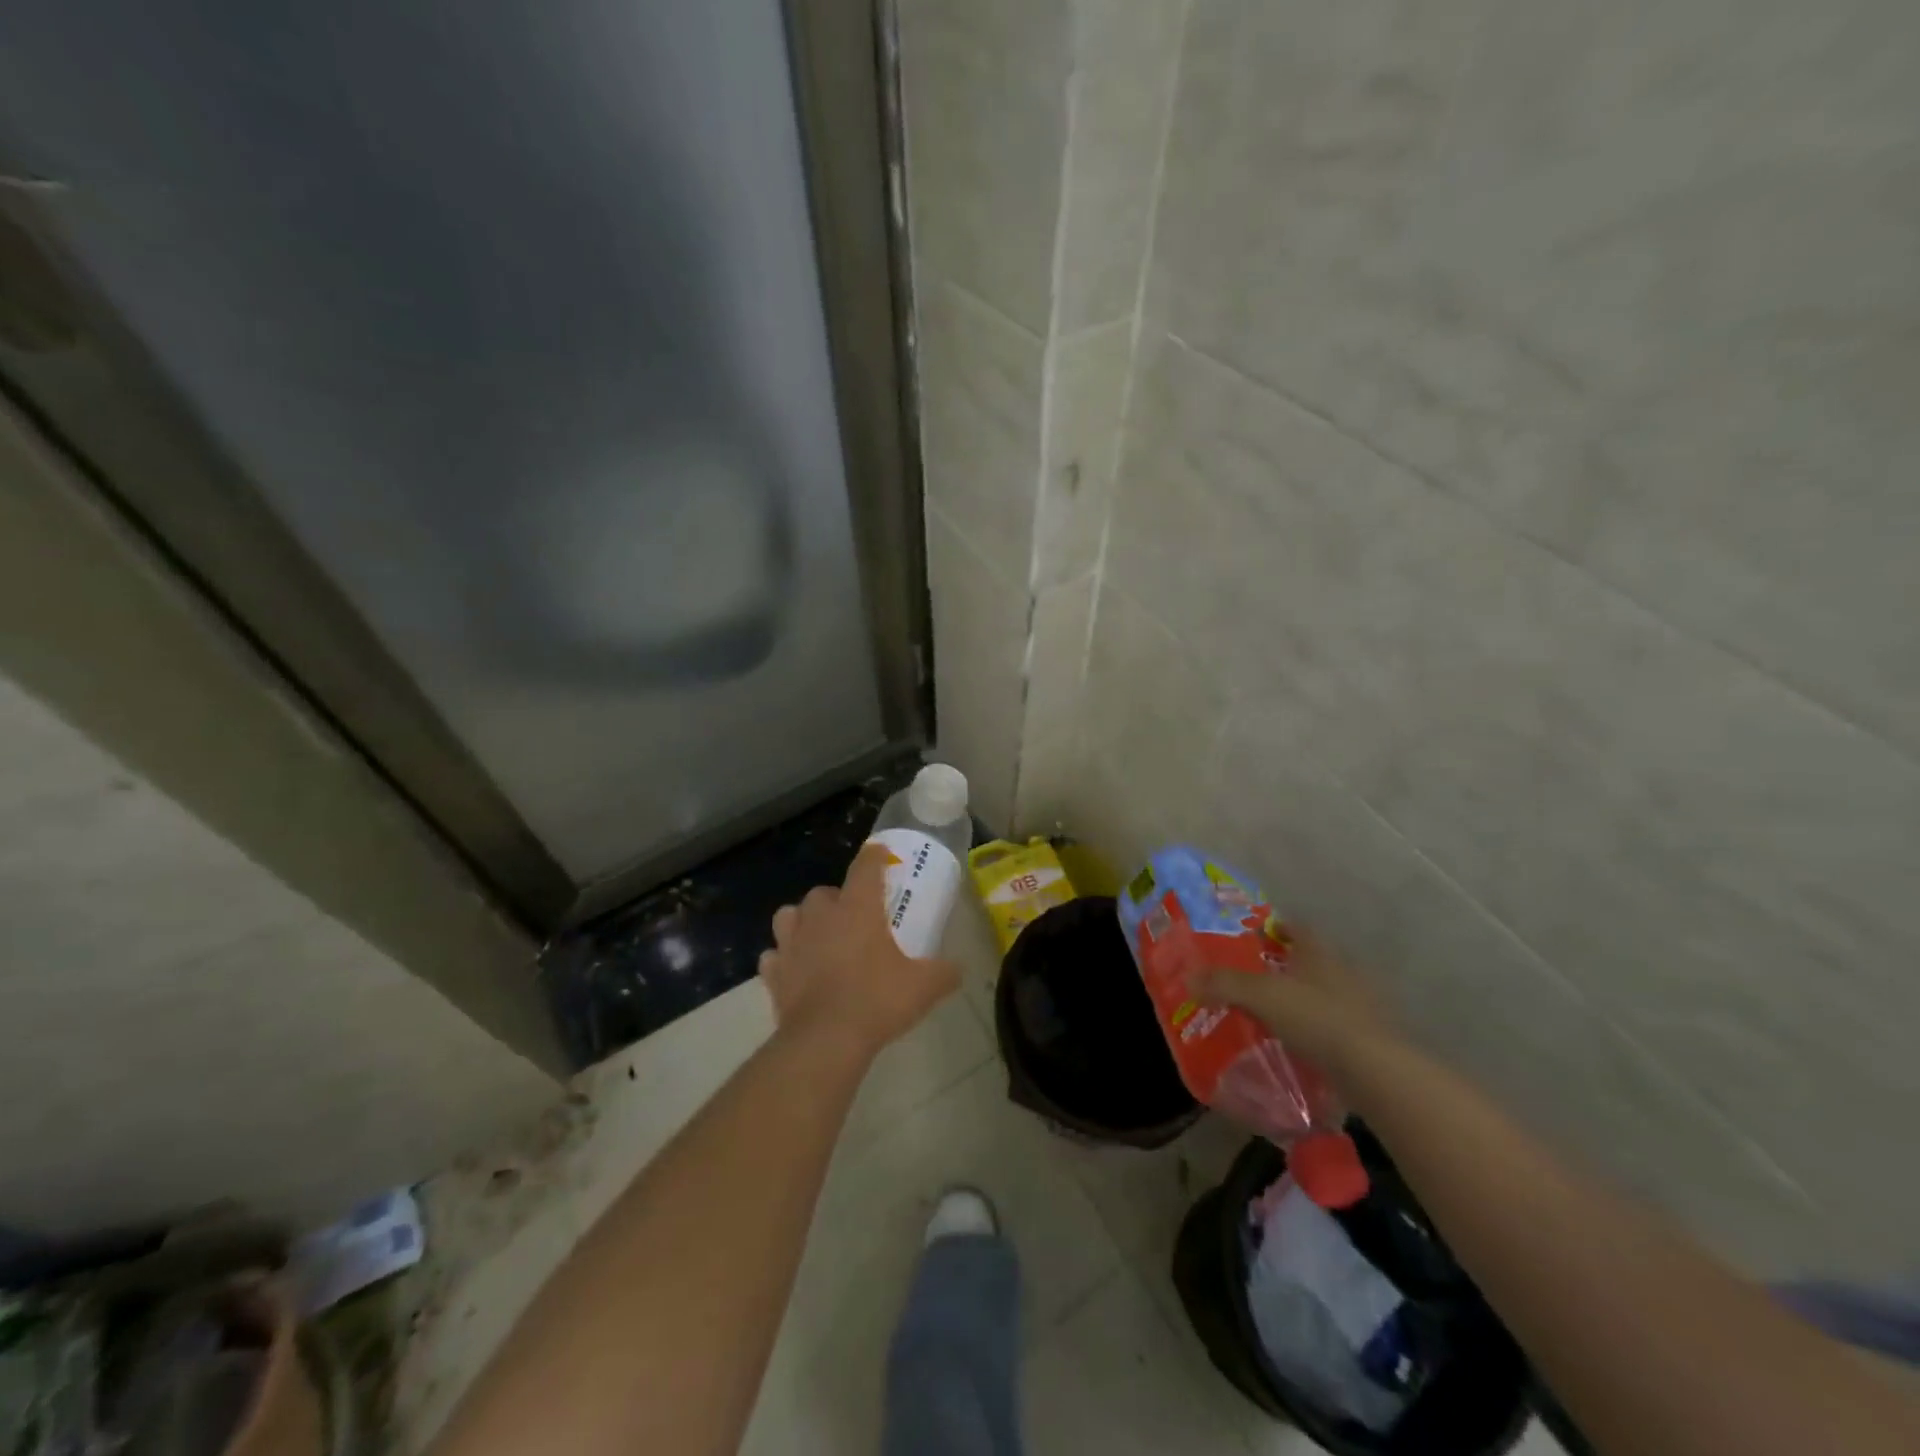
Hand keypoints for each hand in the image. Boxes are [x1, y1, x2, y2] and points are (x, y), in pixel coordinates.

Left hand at [758, 842, 960, 1058]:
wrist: (825, 1040)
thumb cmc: (877, 1000)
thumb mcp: (924, 987)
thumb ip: (944, 972)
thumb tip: (957, 968)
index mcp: (857, 908)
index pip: (865, 867)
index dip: (874, 856)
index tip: (880, 853)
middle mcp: (820, 916)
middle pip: (823, 892)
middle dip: (836, 899)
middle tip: (853, 918)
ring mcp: (791, 943)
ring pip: (789, 916)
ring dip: (802, 922)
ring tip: (817, 938)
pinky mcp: (773, 972)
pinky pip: (774, 956)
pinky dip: (783, 960)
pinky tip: (796, 971)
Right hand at [1188, 926, 1392, 1069]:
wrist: (1374, 1070)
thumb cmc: (1316, 1017)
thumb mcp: (1261, 996)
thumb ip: (1224, 984)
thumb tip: (1188, 978)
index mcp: (1320, 952)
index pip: (1297, 927)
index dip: (1275, 928)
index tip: (1253, 938)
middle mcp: (1343, 970)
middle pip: (1310, 959)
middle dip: (1285, 966)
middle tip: (1254, 977)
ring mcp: (1361, 1004)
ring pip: (1323, 992)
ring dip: (1302, 998)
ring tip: (1272, 1012)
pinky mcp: (1369, 1036)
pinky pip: (1334, 1023)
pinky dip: (1316, 1028)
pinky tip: (1299, 1042)